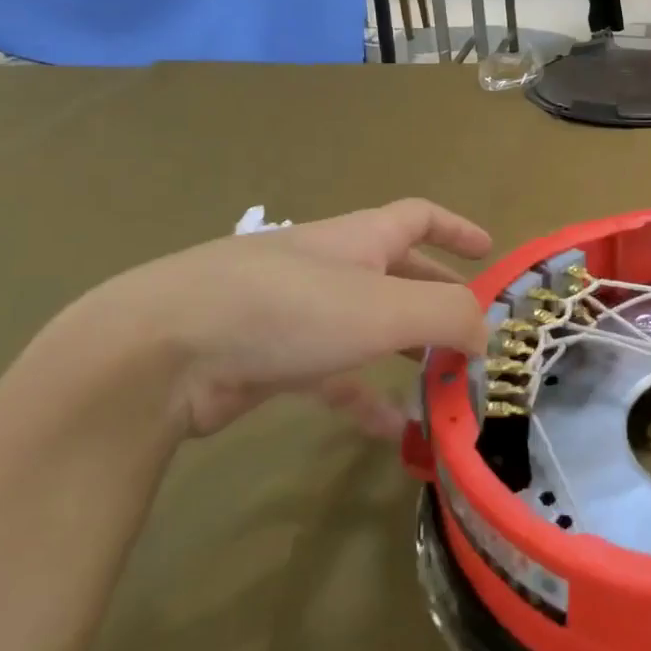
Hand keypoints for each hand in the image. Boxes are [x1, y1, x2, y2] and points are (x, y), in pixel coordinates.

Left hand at [72, 199, 490, 438]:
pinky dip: (365, 398)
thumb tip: (485, 335)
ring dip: (406, 353)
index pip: (418, 218)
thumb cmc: (287, 311)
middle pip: (397, 275)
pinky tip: (390, 432)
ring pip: (366, 328)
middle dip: (438, 299)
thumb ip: (450, 316)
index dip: (457, 230)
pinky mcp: (268, 359)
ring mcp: (294, 313)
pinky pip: (332, 376)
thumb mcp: (386, 308)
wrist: (161, 352)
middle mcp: (329, 267)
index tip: (489, 252)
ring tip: (442, 385)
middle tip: (472, 334)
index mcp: (358, 240)